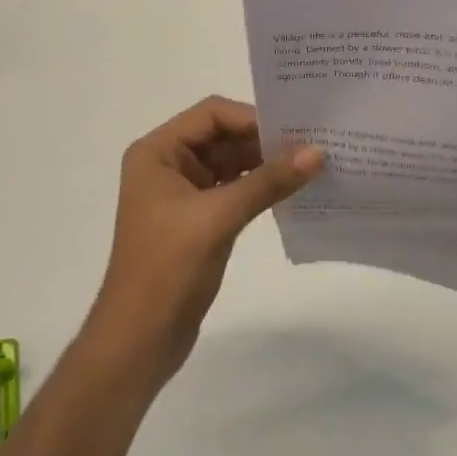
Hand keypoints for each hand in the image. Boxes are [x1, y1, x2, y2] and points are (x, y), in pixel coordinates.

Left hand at [85, 97, 322, 387]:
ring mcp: (182, 193)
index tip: (296, 130)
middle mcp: (167, 164)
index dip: (252, 118)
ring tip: (311, 165)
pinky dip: (259, 188)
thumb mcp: (219, 217)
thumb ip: (268, 181)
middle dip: (264, 141)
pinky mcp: (197, 220)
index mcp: (157, 152)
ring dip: (266, 165)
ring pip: (231, 164)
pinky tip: (292, 191)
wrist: (138, 341)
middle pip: (223, 136)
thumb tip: (318, 151)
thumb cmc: (167, 269)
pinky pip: (233, 190)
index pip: (211, 115)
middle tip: (313, 144)